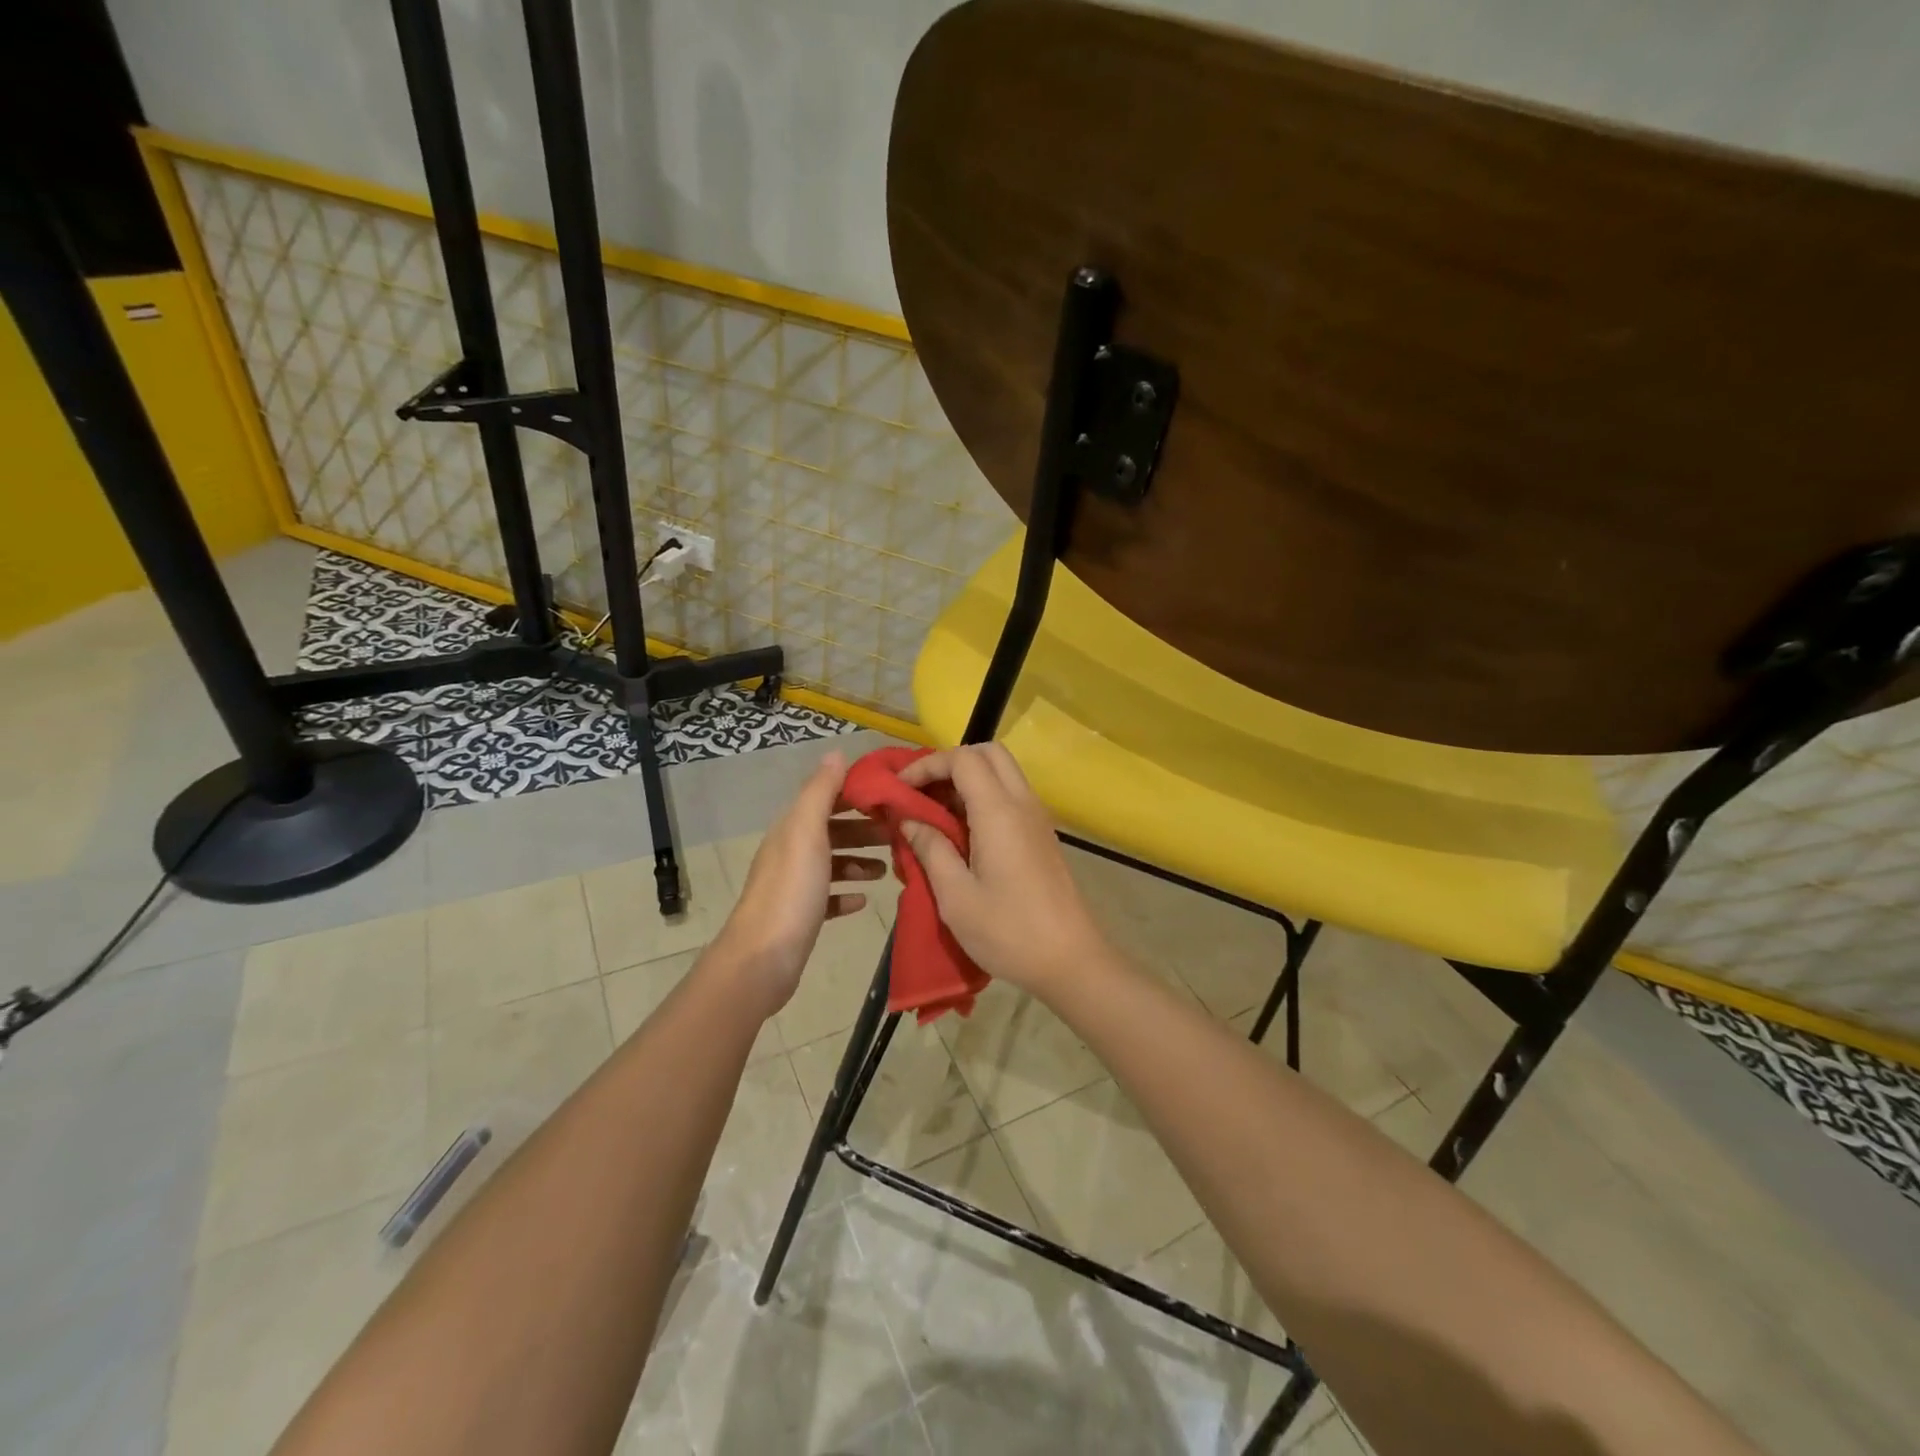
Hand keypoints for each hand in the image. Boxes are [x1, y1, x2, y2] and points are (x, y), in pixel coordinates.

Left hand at [710, 751, 888, 1017]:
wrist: (763, 959)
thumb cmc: (791, 891)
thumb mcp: (807, 833)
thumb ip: (821, 792)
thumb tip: (834, 753)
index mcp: (792, 828)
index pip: (826, 797)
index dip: (857, 793)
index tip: (893, 796)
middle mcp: (791, 852)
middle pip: (832, 830)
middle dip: (864, 829)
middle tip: (899, 834)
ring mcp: (795, 886)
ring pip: (832, 863)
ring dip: (860, 861)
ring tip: (888, 868)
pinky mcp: (802, 916)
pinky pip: (829, 898)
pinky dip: (847, 894)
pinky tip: (864, 900)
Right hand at [896, 744, 1109, 997]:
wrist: (1071, 960)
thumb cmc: (1008, 931)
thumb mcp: (956, 896)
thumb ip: (930, 849)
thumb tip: (909, 820)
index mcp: (999, 812)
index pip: (963, 758)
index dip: (927, 765)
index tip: (899, 789)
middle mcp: (1022, 803)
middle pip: (988, 753)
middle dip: (950, 763)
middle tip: (921, 793)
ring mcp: (1037, 818)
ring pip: (1002, 773)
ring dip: (968, 780)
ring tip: (934, 813)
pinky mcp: (1042, 835)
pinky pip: (1010, 796)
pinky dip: (983, 797)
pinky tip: (961, 832)